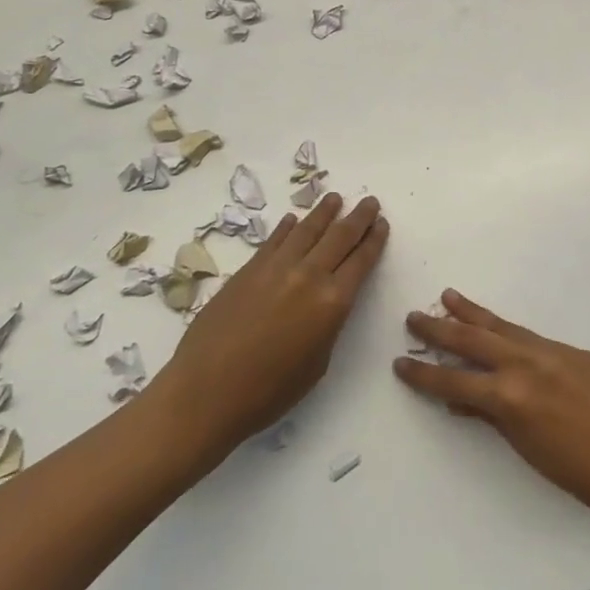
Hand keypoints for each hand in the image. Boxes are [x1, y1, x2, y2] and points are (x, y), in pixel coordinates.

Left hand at [149, 193, 388, 461]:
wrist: (207, 390)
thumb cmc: (269, 391)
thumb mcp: (317, 363)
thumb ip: (327, 325)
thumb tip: (325, 302)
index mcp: (332, 303)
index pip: (361, 261)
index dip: (374, 240)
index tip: (382, 223)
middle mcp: (308, 275)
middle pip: (339, 237)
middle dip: (358, 217)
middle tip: (369, 201)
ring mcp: (276, 267)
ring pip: (307, 230)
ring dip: (324, 212)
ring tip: (335, 198)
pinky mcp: (249, 268)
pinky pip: (275, 239)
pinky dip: (287, 227)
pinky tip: (293, 219)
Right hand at [395, 290, 589, 540]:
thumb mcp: (535, 454)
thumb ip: (497, 422)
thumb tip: (465, 404)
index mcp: (512, 398)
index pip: (455, 382)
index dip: (424, 375)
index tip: (400, 363)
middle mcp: (527, 364)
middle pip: (473, 340)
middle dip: (440, 329)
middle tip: (414, 317)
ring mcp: (552, 352)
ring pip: (502, 327)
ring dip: (472, 314)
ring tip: (448, 297)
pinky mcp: (574, 351)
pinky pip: (529, 333)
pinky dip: (505, 327)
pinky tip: (499, 327)